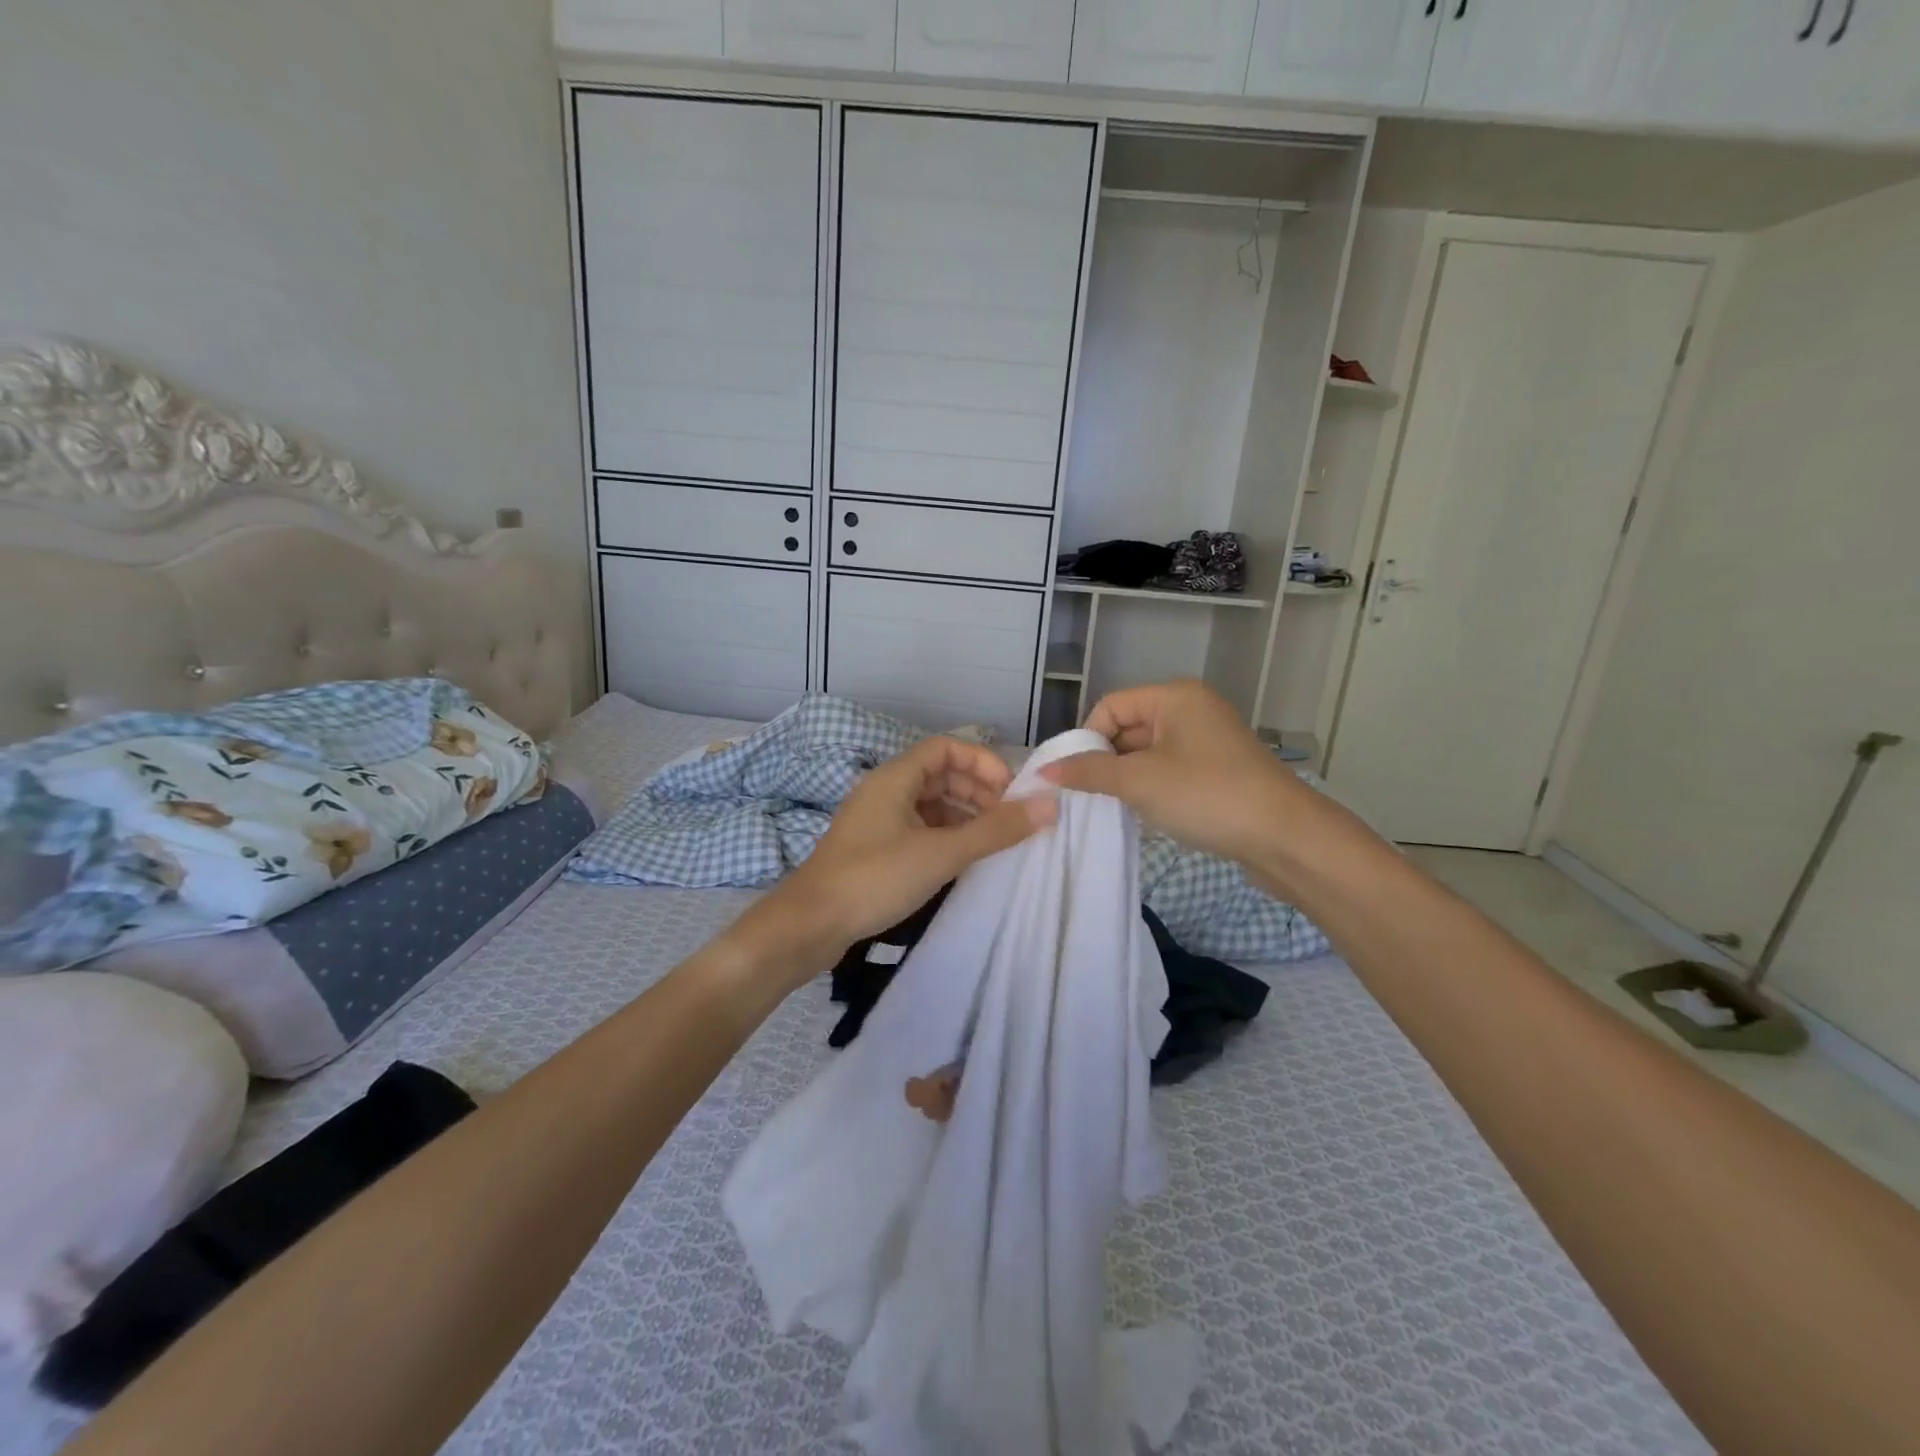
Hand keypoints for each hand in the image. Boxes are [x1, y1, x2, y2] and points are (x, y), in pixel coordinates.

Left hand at [757, 736, 1054, 973]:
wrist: (810, 925)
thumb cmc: (875, 878)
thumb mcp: (941, 853)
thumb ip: (995, 830)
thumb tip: (1049, 805)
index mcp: (895, 778)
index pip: (947, 748)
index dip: (983, 762)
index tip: (1012, 792)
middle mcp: (885, 790)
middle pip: (940, 775)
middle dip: (978, 791)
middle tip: (1008, 820)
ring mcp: (877, 820)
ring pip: (930, 804)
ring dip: (963, 815)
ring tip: (992, 842)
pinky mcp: (874, 848)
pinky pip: (918, 828)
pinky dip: (944, 836)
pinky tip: (962, 860)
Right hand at [1040, 679, 1303, 866]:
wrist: (1285, 838)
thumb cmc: (1207, 796)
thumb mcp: (1139, 782)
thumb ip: (1088, 773)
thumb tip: (1045, 771)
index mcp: (1175, 697)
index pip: (1110, 706)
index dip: (1087, 739)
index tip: (1075, 777)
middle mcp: (1192, 709)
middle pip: (1129, 728)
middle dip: (1106, 761)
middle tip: (1089, 797)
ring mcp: (1208, 741)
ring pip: (1148, 753)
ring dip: (1127, 779)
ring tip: (1116, 808)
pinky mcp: (1218, 770)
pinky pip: (1169, 770)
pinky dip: (1151, 788)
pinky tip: (1145, 814)